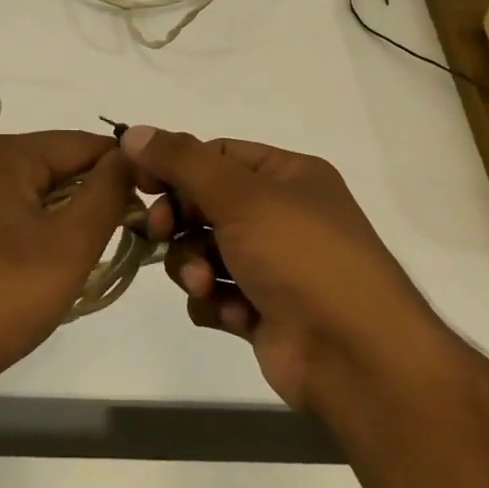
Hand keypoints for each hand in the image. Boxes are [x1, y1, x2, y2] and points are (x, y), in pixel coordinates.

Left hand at [0, 131, 135, 394]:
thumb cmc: (4, 296)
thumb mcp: (72, 243)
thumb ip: (108, 191)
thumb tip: (127, 157)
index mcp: (1, 154)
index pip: (81, 144)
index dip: (121, 170)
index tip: (147, 205)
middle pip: (50, 164)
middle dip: (87, 195)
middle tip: (114, 239)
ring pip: (23, 189)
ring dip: (57, 214)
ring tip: (75, 257)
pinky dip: (24, 227)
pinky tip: (31, 263)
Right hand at [121, 126, 429, 411]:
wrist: (355, 356)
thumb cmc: (301, 257)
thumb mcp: (240, 196)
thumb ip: (182, 162)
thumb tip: (133, 131)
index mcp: (288, 176)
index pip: (216, 155)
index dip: (175, 166)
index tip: (138, 182)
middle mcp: (281, 214)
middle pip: (204, 203)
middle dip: (179, 222)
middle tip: (158, 232)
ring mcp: (272, 264)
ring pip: (202, 251)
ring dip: (194, 267)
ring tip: (206, 285)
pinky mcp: (262, 309)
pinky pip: (215, 293)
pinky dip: (216, 302)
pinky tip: (236, 315)